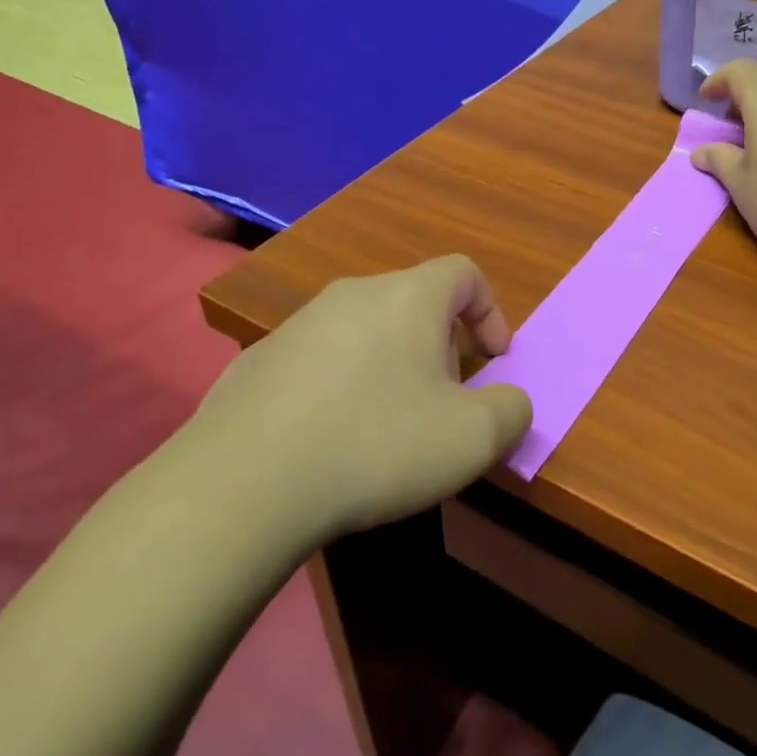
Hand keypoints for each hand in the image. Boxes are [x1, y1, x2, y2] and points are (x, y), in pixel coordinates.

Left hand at [173, 256, 532, 540]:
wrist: (245, 482)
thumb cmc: (376, 445)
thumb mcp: (472, 439)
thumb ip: (511, 410)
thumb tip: (509, 400)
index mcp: (407, 297)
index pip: (465, 272)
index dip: (491, 312)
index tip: (494, 361)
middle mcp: (351, 294)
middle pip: (415, 302)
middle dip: (442, 347)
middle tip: (443, 402)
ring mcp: (297, 324)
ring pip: (365, 330)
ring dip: (391, 365)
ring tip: (386, 424)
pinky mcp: (259, 360)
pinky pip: (319, 360)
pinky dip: (341, 385)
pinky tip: (331, 438)